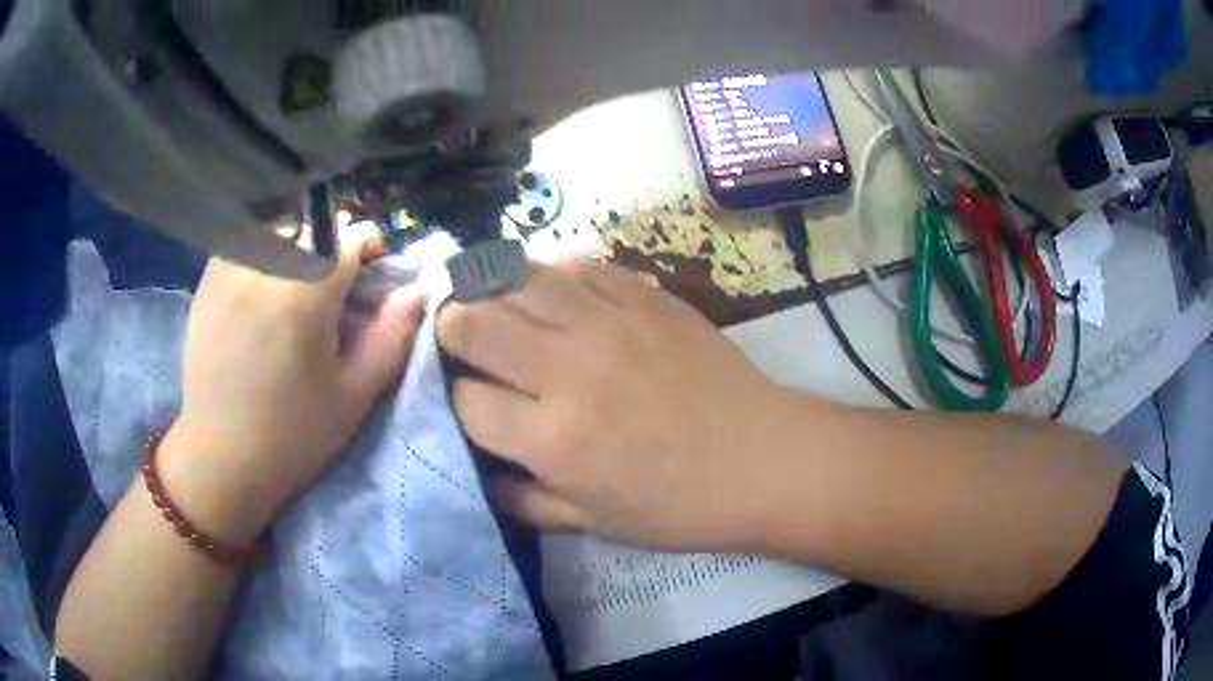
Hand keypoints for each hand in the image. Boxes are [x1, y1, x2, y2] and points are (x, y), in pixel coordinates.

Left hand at [162, 240, 427, 541]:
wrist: (221, 458)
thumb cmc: (294, 434)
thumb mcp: (355, 394)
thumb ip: (393, 335)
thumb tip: (417, 290)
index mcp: (306, 290)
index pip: (352, 233)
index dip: (371, 251)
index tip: (370, 282)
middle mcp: (265, 264)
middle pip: (315, 226)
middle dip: (334, 248)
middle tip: (331, 292)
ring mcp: (230, 268)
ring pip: (278, 228)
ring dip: (297, 246)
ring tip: (293, 290)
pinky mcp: (207, 281)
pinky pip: (245, 243)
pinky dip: (263, 254)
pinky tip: (259, 292)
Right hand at [438, 259, 794, 552]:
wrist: (761, 459)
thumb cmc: (677, 504)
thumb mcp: (591, 522)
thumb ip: (522, 500)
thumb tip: (477, 473)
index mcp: (553, 441)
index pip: (465, 400)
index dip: (453, 397)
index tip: (462, 396)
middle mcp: (568, 371)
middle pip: (476, 323)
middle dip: (453, 326)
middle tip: (458, 332)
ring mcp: (609, 323)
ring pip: (519, 280)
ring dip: (492, 289)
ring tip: (491, 300)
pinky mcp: (645, 296)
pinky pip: (579, 264)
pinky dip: (552, 273)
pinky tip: (552, 289)